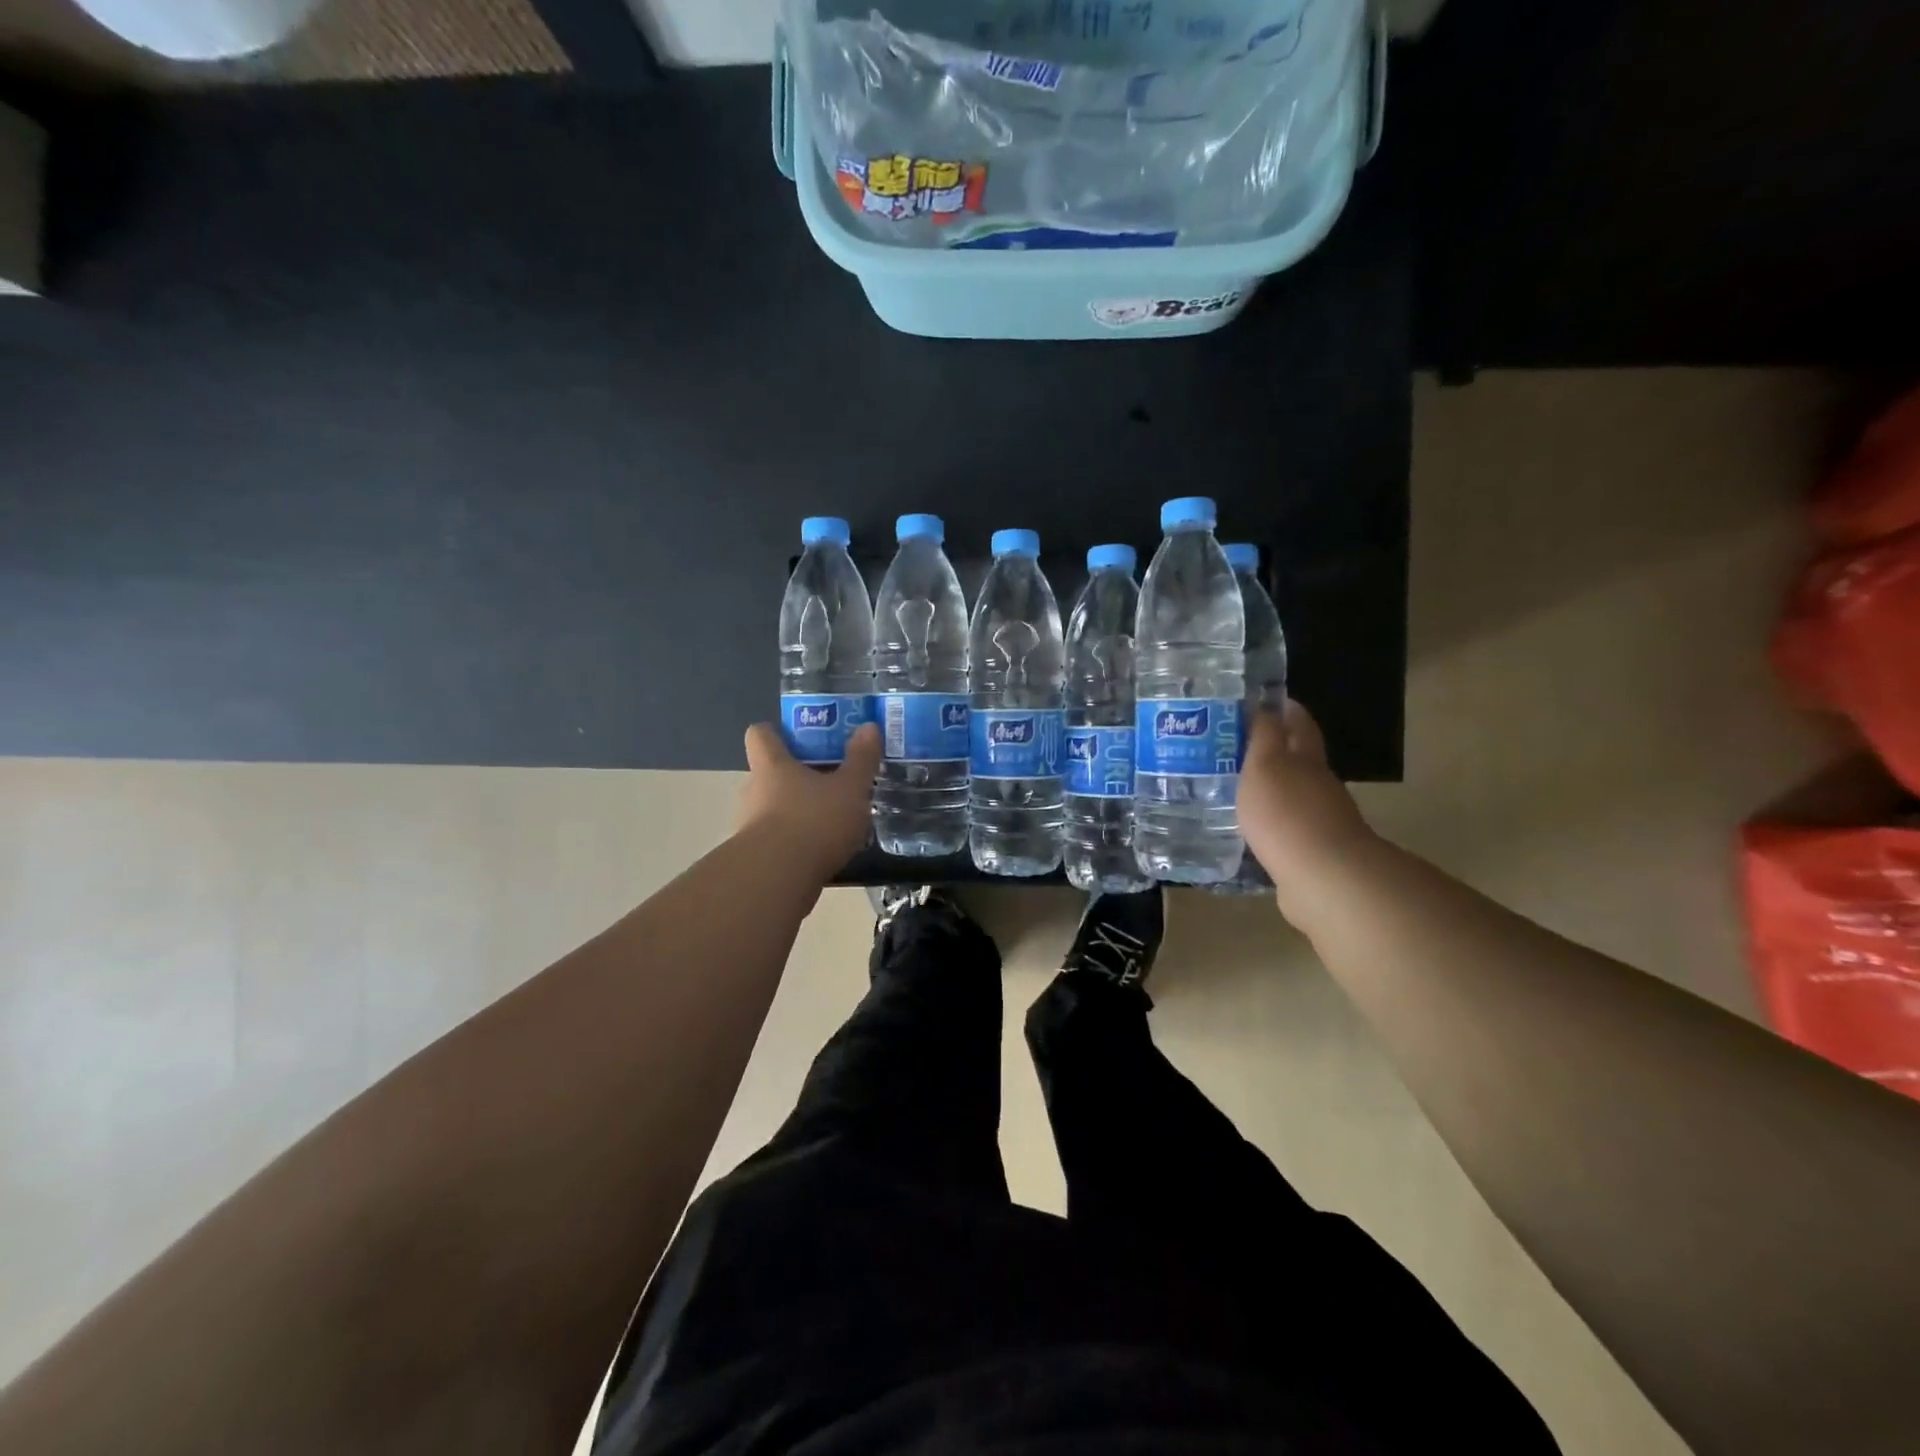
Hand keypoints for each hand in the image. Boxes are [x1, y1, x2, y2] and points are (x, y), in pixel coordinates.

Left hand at [736, 722, 880, 881]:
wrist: (778, 880)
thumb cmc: (814, 821)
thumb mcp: (850, 788)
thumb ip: (861, 759)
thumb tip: (867, 726)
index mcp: (772, 765)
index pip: (760, 734)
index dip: (778, 732)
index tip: (803, 738)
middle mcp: (754, 790)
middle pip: (769, 773)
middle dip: (798, 776)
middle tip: (831, 782)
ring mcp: (750, 826)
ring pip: (773, 809)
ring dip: (798, 812)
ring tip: (833, 822)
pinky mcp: (755, 858)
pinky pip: (777, 841)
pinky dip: (796, 843)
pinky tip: (824, 853)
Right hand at [1239, 701, 1379, 909]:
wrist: (1323, 878)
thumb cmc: (1287, 813)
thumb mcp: (1266, 765)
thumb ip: (1264, 737)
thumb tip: (1265, 705)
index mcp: (1306, 759)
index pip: (1299, 724)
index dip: (1285, 709)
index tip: (1265, 700)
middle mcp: (1318, 785)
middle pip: (1299, 759)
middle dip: (1274, 749)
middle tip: (1237, 745)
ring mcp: (1318, 820)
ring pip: (1291, 794)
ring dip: (1269, 788)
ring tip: (1234, 786)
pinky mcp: (1309, 852)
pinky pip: (1286, 827)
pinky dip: (1270, 821)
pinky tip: (1249, 826)